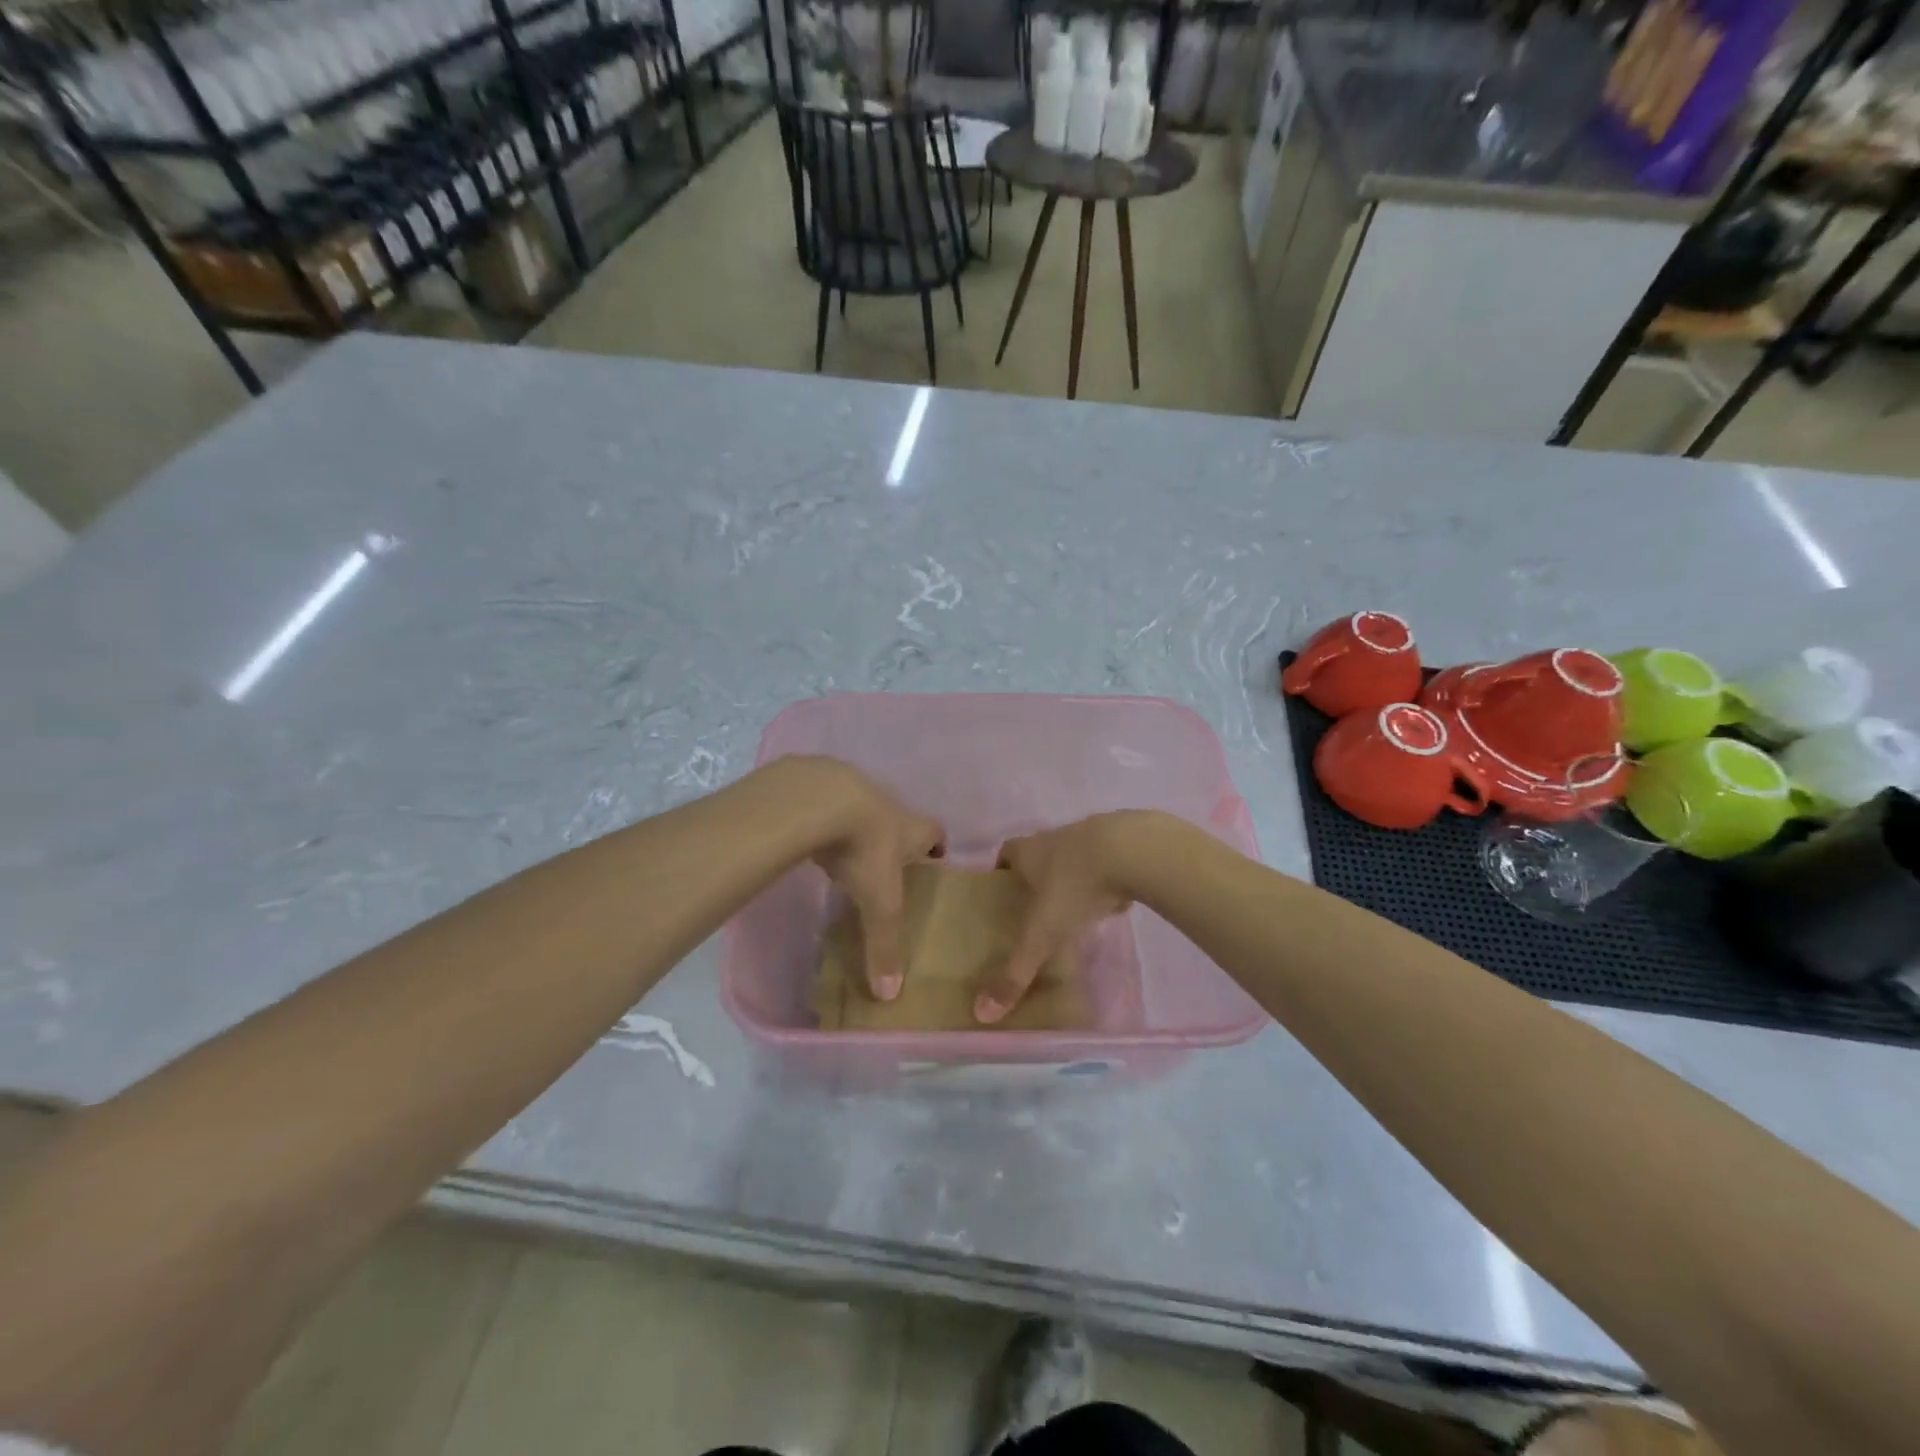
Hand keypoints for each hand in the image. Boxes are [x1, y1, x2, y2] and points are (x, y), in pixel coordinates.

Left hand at [785, 757, 944, 1000]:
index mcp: (913, 829)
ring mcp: (855, 792)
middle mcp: (890, 807)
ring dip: (861, 830)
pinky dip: (827, 822)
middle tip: (890, 867)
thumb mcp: (879, 901)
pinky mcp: (821, 789)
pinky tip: (815, 840)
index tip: (934, 862)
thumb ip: (884, 944)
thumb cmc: (866, 848)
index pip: (936, 834)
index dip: (937, 847)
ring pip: (865, 812)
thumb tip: (889, 995)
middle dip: (898, 841)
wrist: (821, 799)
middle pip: (902, 821)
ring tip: (850, 856)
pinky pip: (830, 807)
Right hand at [977, 812, 1155, 1023]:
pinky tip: (1109, 904)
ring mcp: (1091, 838)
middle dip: (1035, 878)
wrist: (1133, 851)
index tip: (1000, 893)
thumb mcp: (1041, 934)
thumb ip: (1015, 972)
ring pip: (1073, 858)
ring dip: (1071, 879)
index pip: (1006, 853)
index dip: (1001, 871)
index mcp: (1029, 851)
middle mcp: (1055, 839)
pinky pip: (1106, 864)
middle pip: (1039, 854)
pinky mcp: (1123, 845)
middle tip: (1033, 910)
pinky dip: (1104, 882)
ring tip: (1071, 912)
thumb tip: (981, 1013)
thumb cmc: (1074, 886)